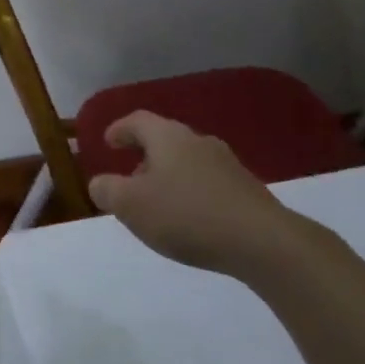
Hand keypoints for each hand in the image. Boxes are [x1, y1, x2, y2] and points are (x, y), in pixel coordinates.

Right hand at [88, 112, 320, 278]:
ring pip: (188, 162)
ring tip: (158, 203)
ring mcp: (228, 165)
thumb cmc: (187, 215)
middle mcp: (199, 142)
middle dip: (144, 156)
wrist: (264, 243)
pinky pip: (209, 183)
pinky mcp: (248, 191)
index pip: (137, 121)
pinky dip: (192, 193)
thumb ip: (107, 190)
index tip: (107, 142)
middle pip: (165, 139)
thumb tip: (100, 183)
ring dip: (169, 176)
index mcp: (168, 137)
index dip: (119, 129)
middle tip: (130, 176)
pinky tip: (190, 219)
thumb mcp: (131, 205)